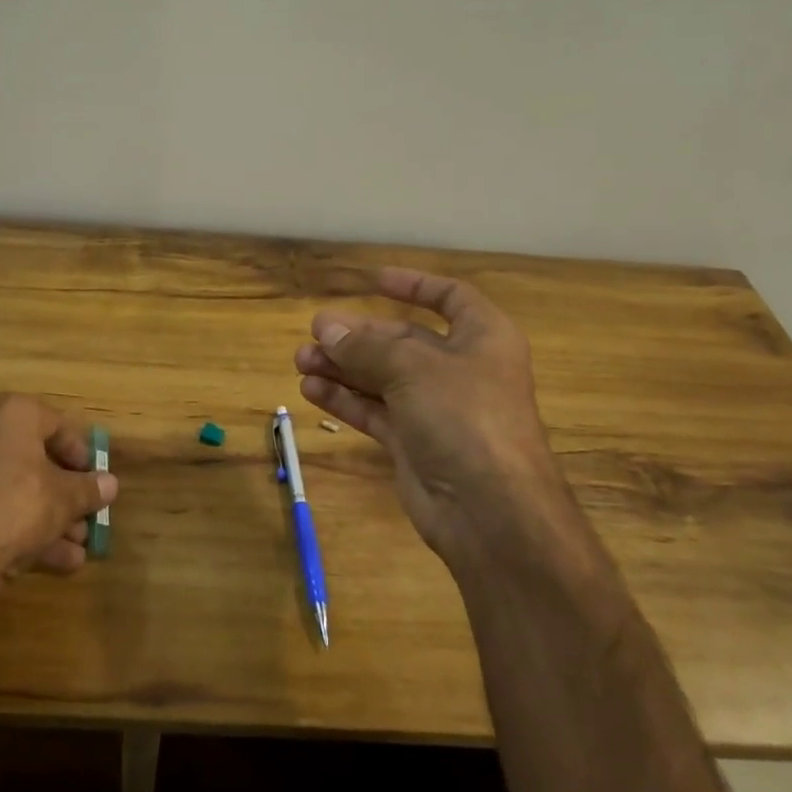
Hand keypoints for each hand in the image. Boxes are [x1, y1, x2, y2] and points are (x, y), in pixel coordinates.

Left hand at [0, 393, 116, 602]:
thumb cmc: (15, 506)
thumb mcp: (64, 499)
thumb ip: (89, 490)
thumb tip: (110, 484)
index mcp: (12, 414)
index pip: (58, 426)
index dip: (82, 456)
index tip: (96, 482)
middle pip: (36, 462)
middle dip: (66, 496)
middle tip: (87, 520)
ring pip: (15, 491)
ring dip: (49, 520)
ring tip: (77, 552)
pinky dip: (20, 531)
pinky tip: (52, 564)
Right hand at [293, 268, 587, 576]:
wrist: (491, 511)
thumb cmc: (464, 416)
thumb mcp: (412, 368)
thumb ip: (365, 347)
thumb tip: (325, 329)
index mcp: (482, 337)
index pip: (450, 298)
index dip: (414, 285)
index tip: (373, 280)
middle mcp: (462, 369)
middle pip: (404, 340)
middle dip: (359, 335)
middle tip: (314, 331)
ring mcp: (438, 409)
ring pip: (383, 378)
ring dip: (343, 367)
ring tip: (301, 360)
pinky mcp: (416, 443)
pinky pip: (375, 411)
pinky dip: (345, 400)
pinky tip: (311, 390)